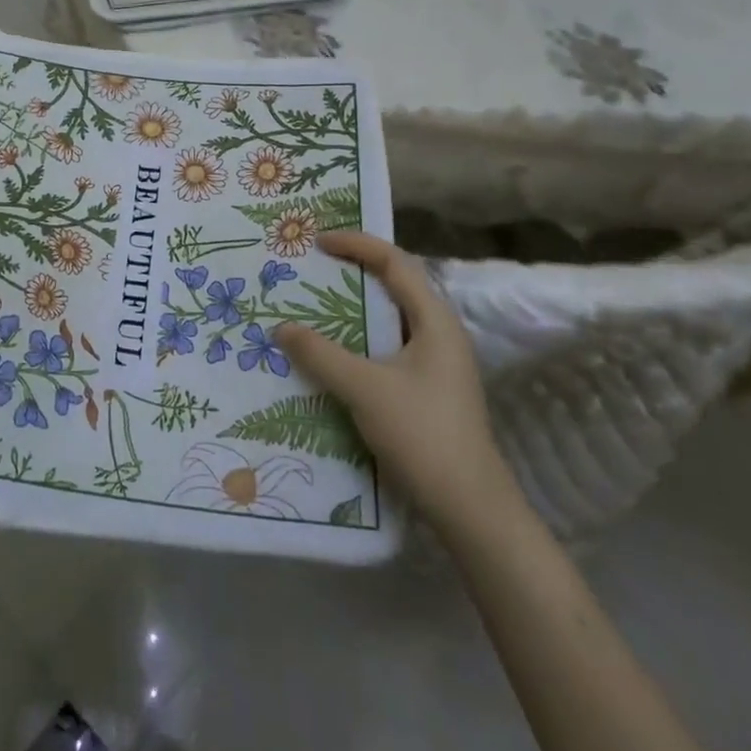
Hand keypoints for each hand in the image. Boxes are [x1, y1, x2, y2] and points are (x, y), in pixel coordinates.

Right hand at [278, 231, 517, 532]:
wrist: (470, 508)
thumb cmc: (422, 434)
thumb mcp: (364, 389)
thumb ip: (320, 354)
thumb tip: (281, 327)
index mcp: (435, 321)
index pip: (395, 262)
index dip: (356, 245)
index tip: (318, 242)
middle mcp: (439, 333)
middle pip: (395, 285)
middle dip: (353, 271)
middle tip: (313, 266)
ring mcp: (436, 363)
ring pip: (390, 319)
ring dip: (355, 307)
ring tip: (315, 303)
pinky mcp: (427, 389)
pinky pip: (388, 346)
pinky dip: (359, 338)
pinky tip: (333, 353)